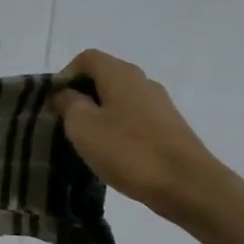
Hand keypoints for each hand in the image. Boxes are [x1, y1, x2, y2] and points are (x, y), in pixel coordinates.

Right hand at [52, 49, 238, 221]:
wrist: (187, 185)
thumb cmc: (128, 151)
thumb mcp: (83, 126)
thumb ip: (69, 104)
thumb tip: (67, 95)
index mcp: (120, 73)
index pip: (86, 58)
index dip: (65, 76)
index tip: (55, 104)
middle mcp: (142, 81)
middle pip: (104, 77)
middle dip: (81, 97)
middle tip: (66, 125)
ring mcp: (160, 104)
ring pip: (119, 100)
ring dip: (100, 115)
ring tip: (88, 143)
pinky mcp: (169, 128)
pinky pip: (134, 119)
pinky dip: (118, 130)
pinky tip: (114, 155)